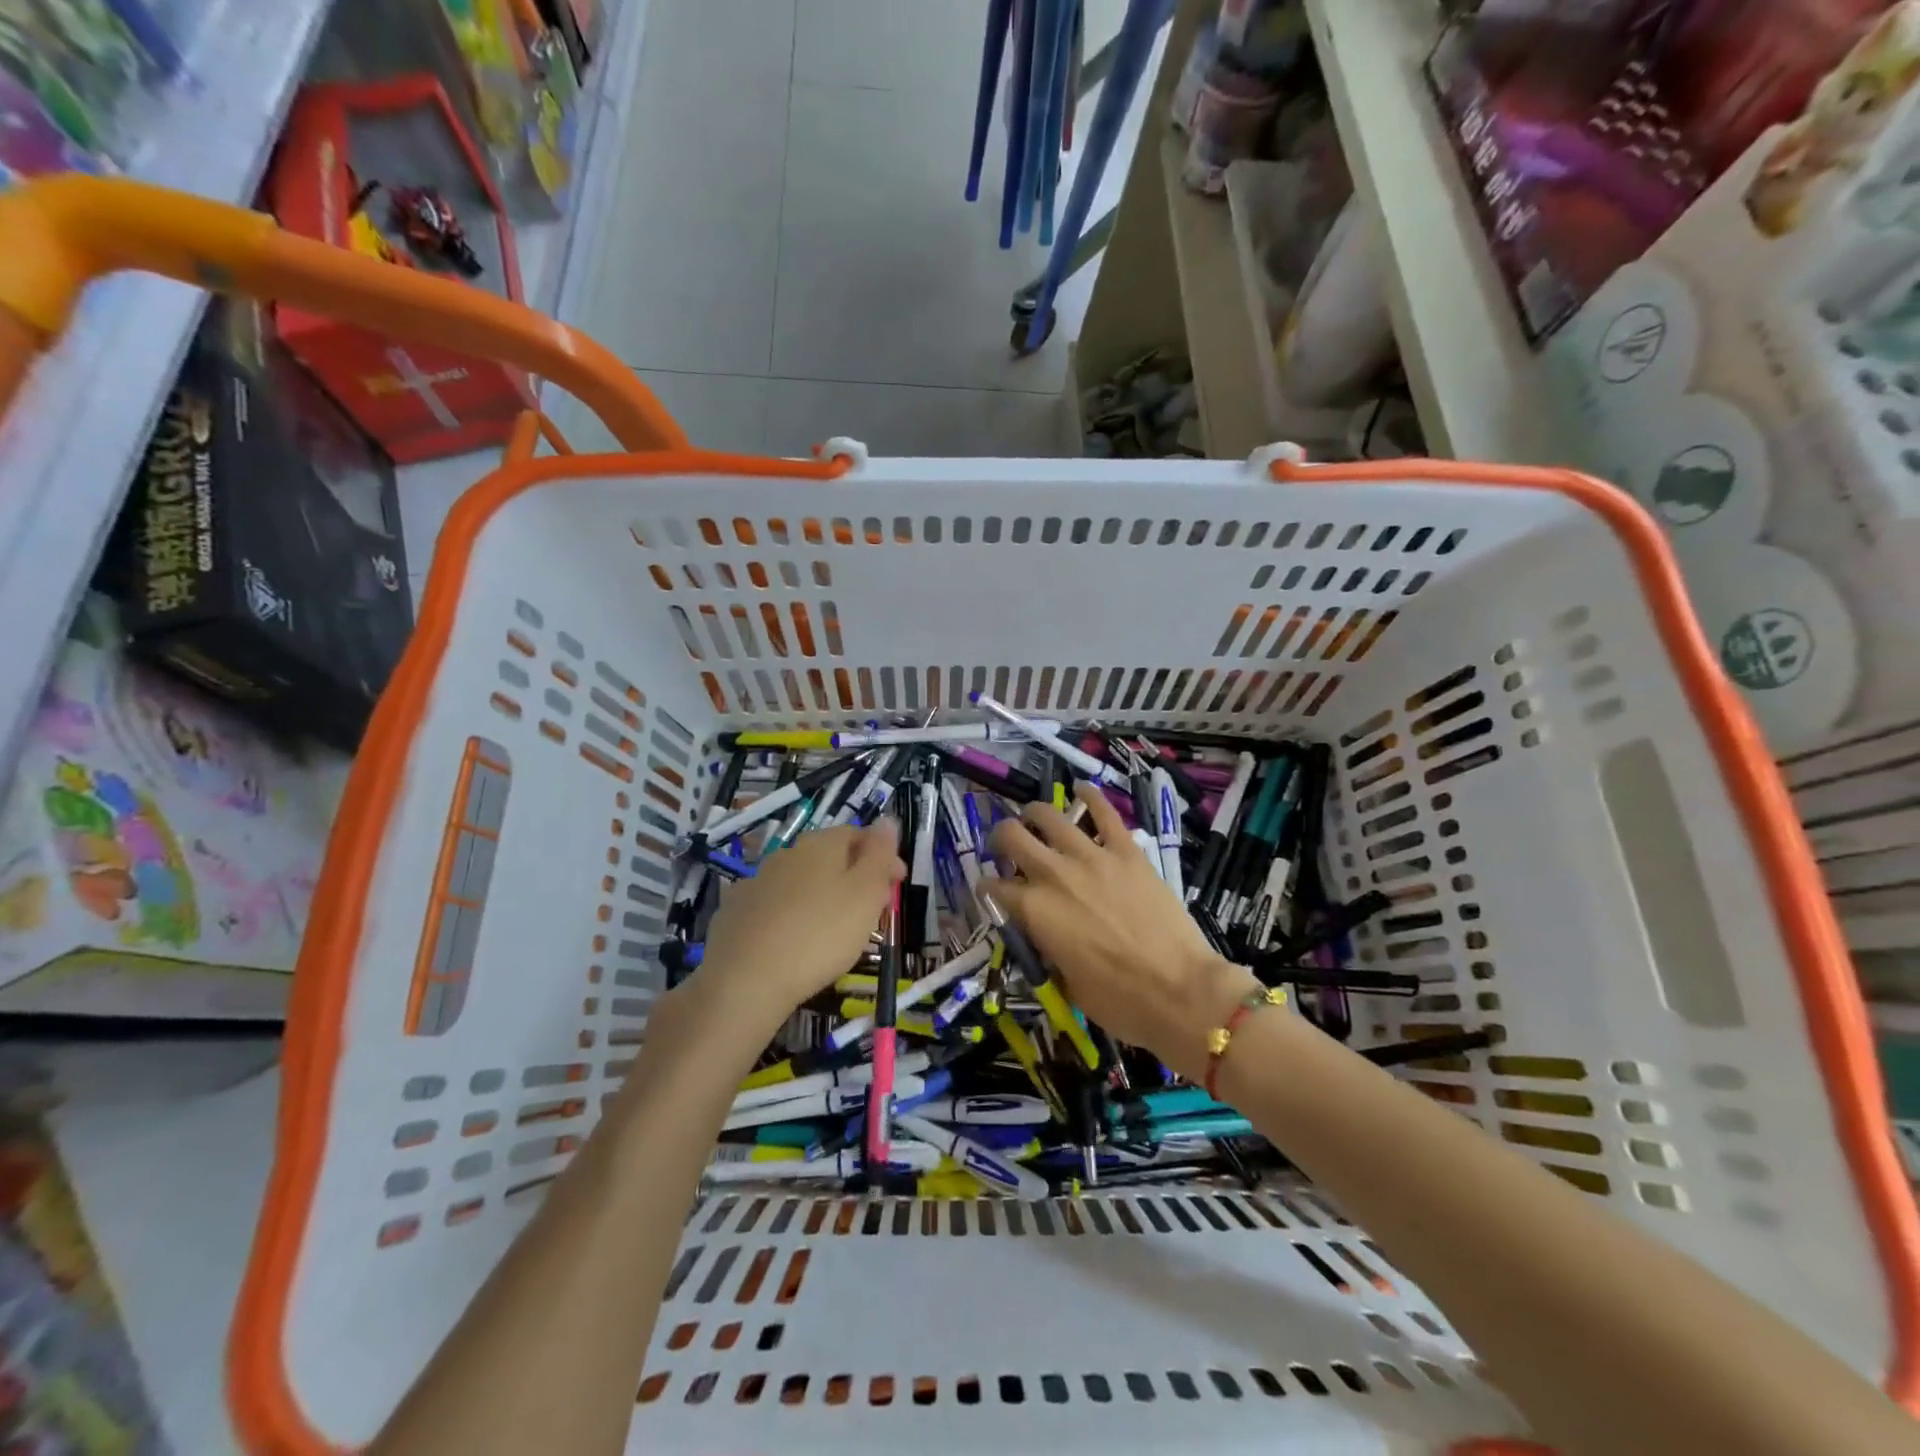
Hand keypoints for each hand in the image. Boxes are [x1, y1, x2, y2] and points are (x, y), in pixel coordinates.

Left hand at [697, 823, 904, 1020]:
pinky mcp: (735, 911)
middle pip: (829, 857)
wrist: (745, 980)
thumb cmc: (820, 934)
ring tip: (834, 930)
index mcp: (821, 844)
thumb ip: (879, 854)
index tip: (897, 885)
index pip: (858, 834)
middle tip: (871, 911)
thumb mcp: (865, 893)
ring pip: (800, 881)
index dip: (882, 856)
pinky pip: (773, 905)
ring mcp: (756, 881)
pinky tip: (793, 940)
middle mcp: (787, 853)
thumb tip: (887, 820)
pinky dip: (790, 915)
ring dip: (821, 896)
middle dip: (853, 877)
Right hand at [987, 784, 1255, 1080]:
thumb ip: (1048, 948)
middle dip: (1001, 839)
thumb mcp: (1067, 983)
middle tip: (1007, 846)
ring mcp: (1092, 857)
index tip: (992, 892)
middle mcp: (1054, 875)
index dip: (988, 890)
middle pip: (1011, 837)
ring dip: (1034, 815)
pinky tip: (1082, 789)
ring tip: (1035, 819)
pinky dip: (1090, 796)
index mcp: (1034, 912)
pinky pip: (1104, 812)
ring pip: (1049, 816)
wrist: (1181, 991)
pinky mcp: (1127, 851)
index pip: (994, 888)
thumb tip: (1045, 934)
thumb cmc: (1120, 1002)